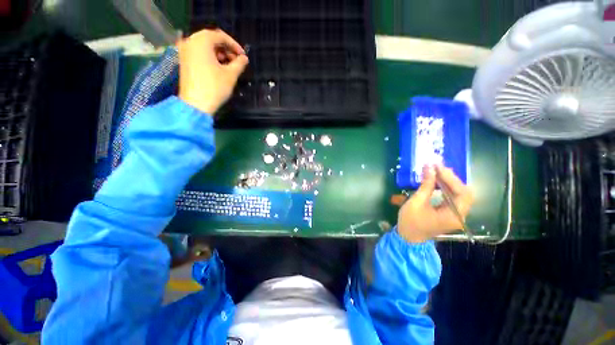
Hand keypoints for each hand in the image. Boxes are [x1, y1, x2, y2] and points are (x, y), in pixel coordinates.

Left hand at [178, 29, 248, 114]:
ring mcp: (185, 51)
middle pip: (211, 40)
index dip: (234, 45)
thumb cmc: (214, 87)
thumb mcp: (231, 75)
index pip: (220, 36)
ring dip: (219, 54)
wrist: (195, 104)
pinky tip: (218, 69)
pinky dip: (210, 58)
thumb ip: (239, 63)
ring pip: (205, 47)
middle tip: (237, 61)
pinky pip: (199, 53)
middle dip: (226, 49)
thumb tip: (244, 58)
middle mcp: (190, 42)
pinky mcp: (184, 61)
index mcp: (201, 41)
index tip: (243, 56)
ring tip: (229, 66)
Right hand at [398, 165, 474, 242]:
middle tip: (437, 168)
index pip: (462, 193)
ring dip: (448, 182)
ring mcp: (455, 215)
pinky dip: (446, 188)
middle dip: (451, 179)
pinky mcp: (450, 213)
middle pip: (464, 193)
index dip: (451, 178)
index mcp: (454, 216)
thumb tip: (429, 168)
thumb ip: (426, 185)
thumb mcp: (416, 202)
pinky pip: (452, 197)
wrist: (408, 237)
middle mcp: (460, 215)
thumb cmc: (410, 221)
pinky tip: (437, 181)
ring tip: (436, 171)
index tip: (438, 167)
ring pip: (459, 194)